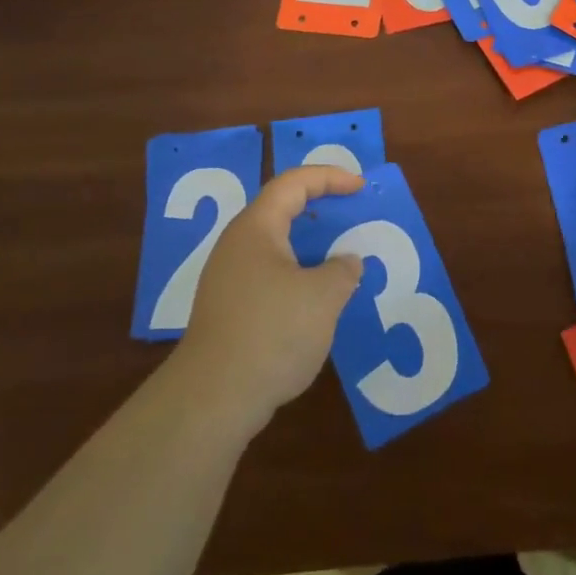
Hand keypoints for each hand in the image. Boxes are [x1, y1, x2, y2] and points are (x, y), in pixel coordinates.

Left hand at [176, 164, 364, 430]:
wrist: (214, 398)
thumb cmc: (272, 332)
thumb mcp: (323, 297)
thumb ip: (342, 270)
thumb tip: (346, 262)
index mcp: (257, 228)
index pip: (293, 183)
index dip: (329, 177)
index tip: (361, 187)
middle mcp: (237, 245)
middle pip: (280, 210)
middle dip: (319, 209)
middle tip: (352, 215)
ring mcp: (228, 279)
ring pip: (276, 247)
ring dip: (310, 247)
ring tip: (341, 258)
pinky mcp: (229, 309)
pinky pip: (269, 275)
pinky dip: (298, 275)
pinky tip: (317, 300)